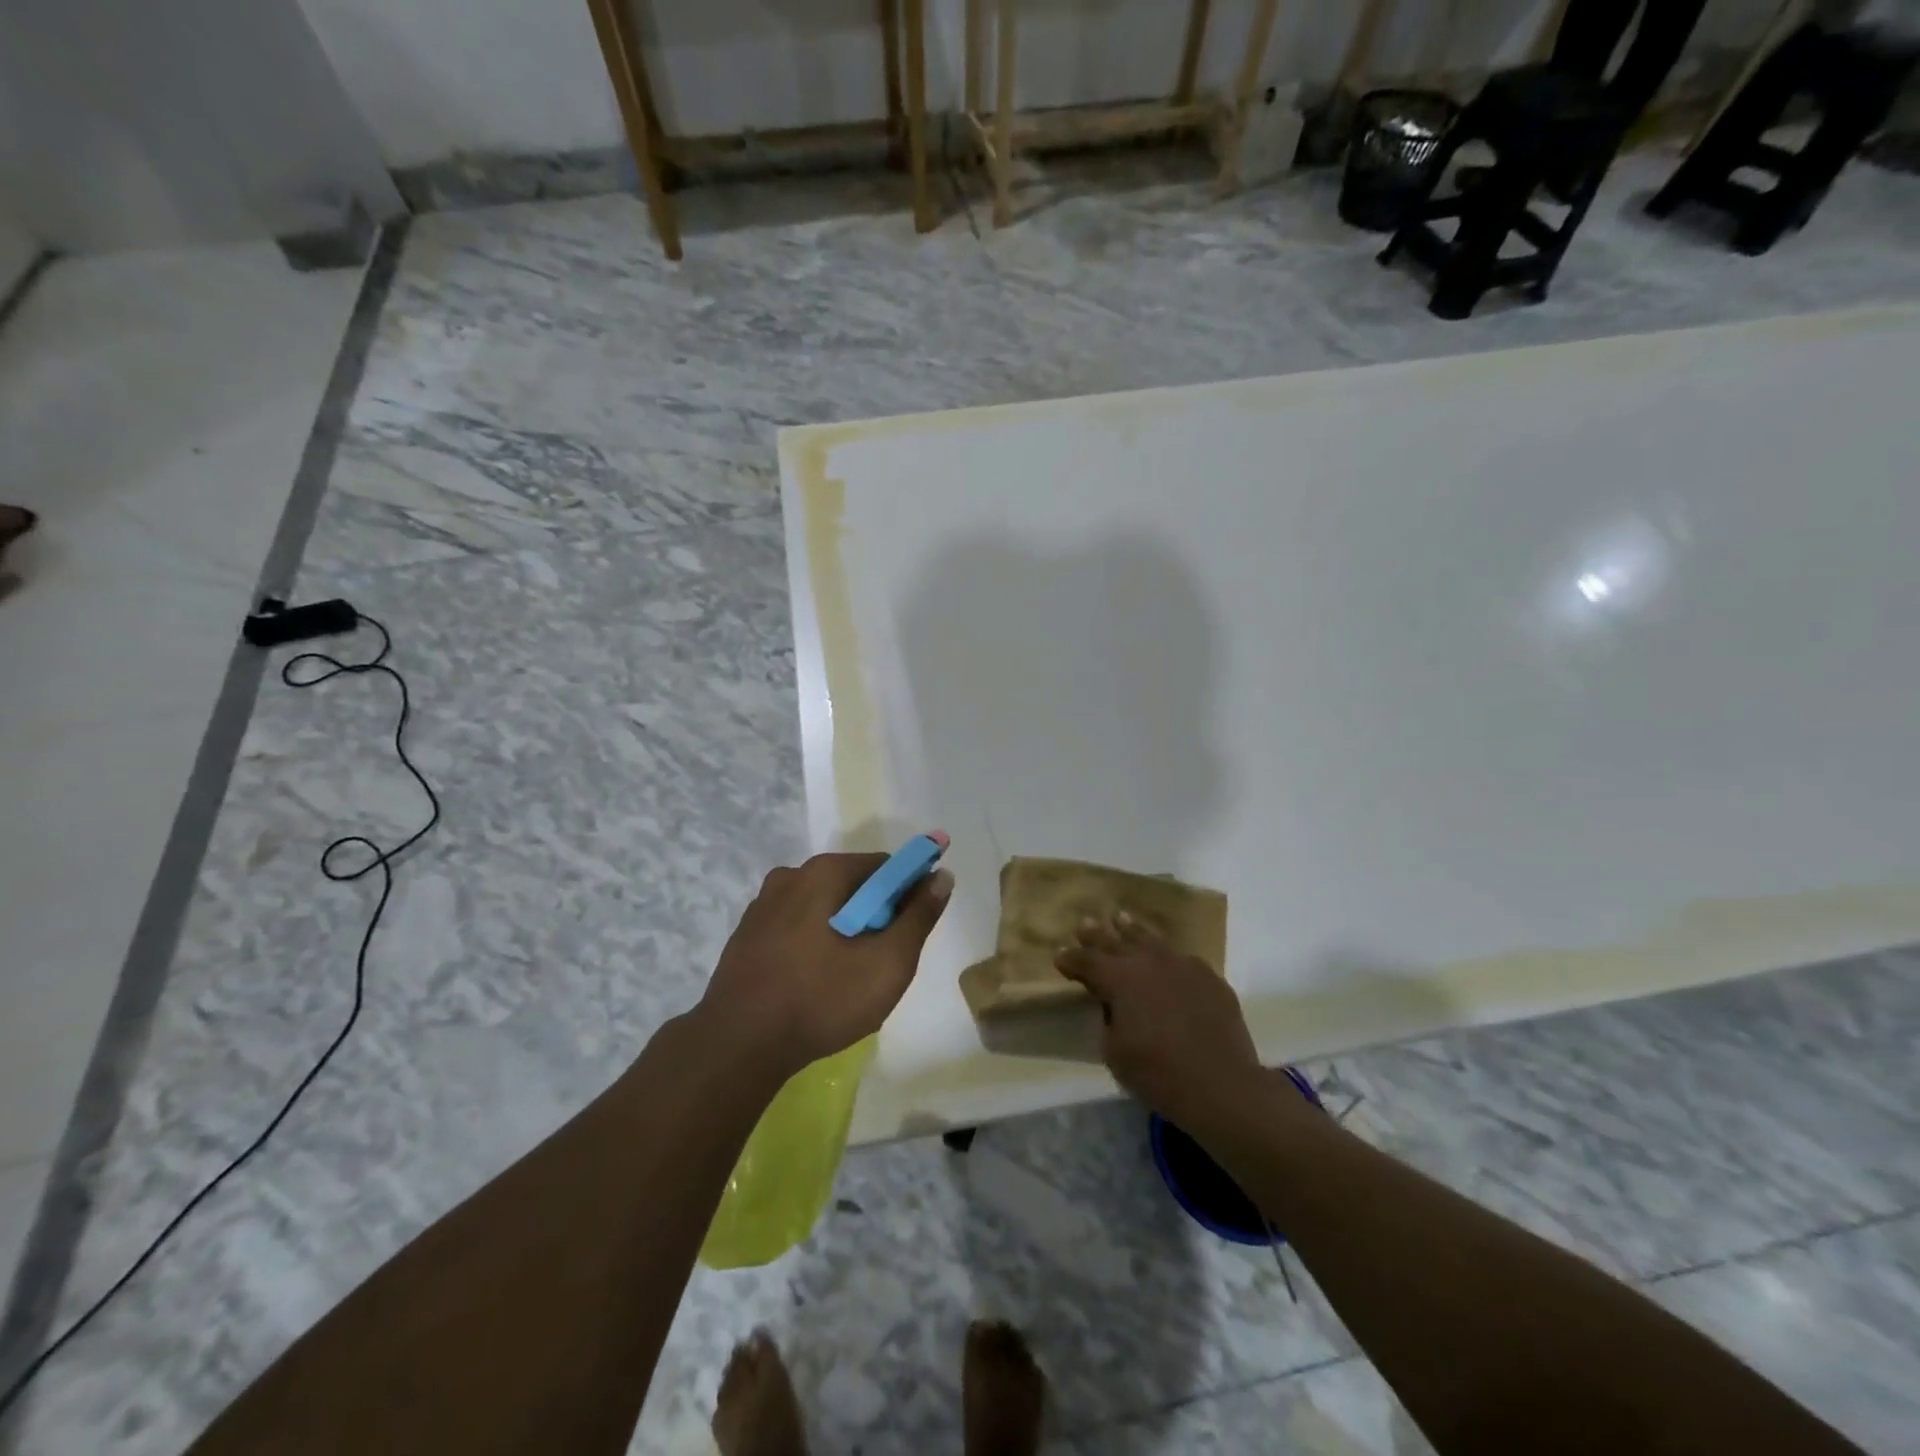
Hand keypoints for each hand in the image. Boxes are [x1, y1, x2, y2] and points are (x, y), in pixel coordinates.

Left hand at [699, 850, 953, 1080]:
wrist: (737, 1047)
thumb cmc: (821, 1000)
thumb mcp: (887, 963)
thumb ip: (919, 916)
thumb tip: (941, 875)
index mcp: (823, 873)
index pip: (884, 867)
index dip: (907, 895)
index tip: (910, 934)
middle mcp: (790, 876)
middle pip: (852, 885)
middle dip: (874, 917)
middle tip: (880, 964)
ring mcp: (762, 906)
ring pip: (823, 908)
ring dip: (844, 932)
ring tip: (847, 980)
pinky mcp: (747, 935)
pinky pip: (796, 927)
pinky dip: (814, 944)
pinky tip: (814, 984)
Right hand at [1055, 913, 1262, 1126]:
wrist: (1221, 1084)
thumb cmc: (1158, 1072)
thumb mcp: (1114, 1051)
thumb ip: (1108, 1019)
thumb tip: (1114, 1005)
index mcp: (1120, 979)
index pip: (1087, 961)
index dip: (1071, 959)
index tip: (1059, 956)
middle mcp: (1149, 962)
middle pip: (1117, 941)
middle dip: (1097, 934)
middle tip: (1085, 923)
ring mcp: (1183, 966)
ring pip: (1152, 940)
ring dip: (1133, 930)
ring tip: (1122, 919)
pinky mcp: (1210, 978)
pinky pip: (1183, 959)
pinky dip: (1169, 957)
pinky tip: (1168, 958)